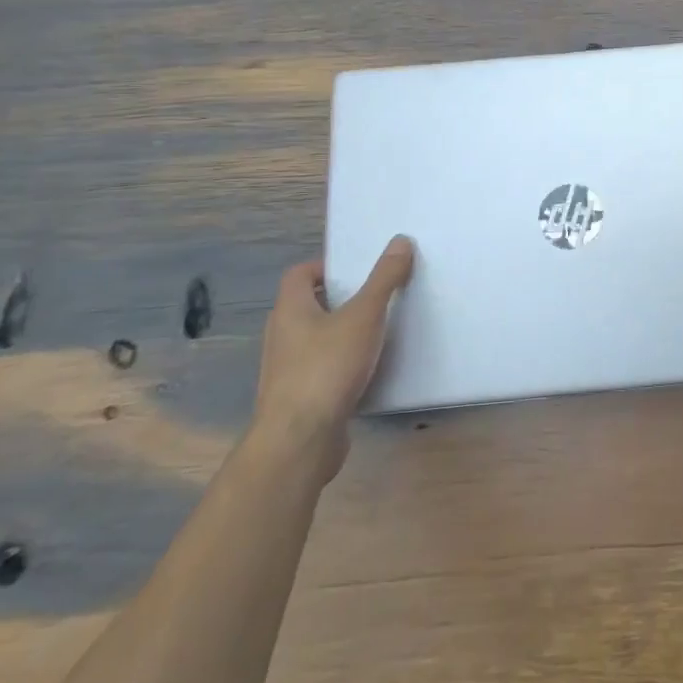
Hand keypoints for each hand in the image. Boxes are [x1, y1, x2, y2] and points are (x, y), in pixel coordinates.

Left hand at [250, 237, 414, 482]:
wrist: (300, 442)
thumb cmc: (327, 367)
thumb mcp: (364, 316)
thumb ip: (384, 279)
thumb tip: (400, 241)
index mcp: (290, 310)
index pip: (299, 274)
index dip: (325, 266)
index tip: (358, 270)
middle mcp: (282, 336)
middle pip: (308, 305)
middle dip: (340, 298)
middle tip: (376, 295)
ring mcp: (286, 370)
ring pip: (315, 339)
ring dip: (342, 332)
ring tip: (378, 330)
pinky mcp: (298, 398)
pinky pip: (321, 369)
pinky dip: (342, 363)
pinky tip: (369, 369)